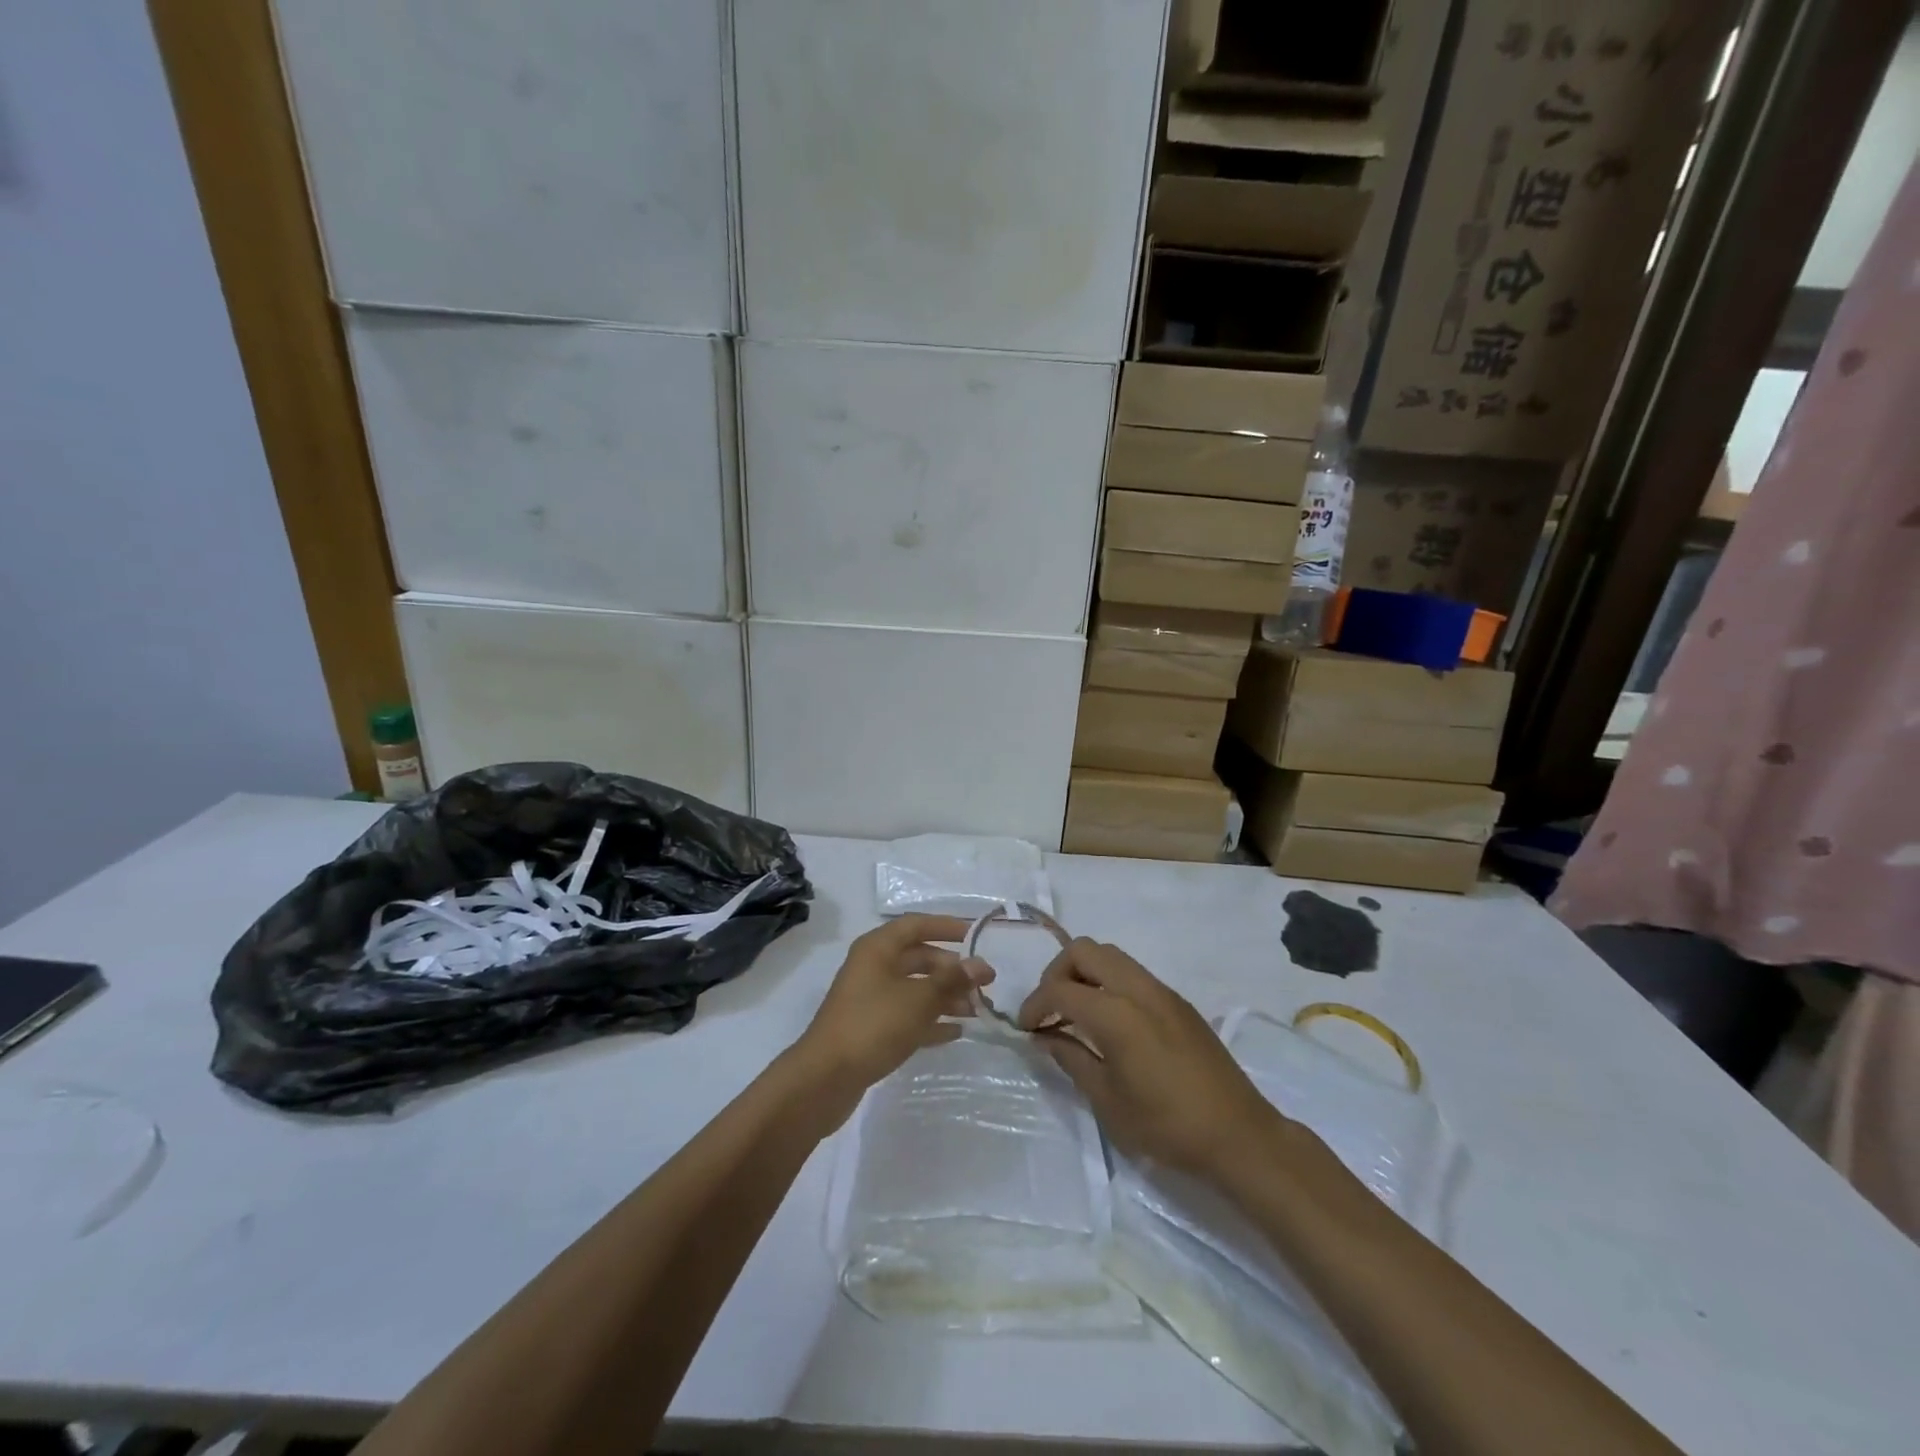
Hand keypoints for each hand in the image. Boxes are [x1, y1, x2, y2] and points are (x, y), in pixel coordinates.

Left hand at [790, 914, 991, 1118]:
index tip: (977, 936)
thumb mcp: (918, 1000)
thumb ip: (952, 980)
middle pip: (918, 958)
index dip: (947, 927)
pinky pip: (908, 1015)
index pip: (916, 925)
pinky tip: (957, 1032)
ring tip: (976, 1010)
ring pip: (915, 988)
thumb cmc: (873, 1025)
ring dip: (945, 996)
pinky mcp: (871, 1028)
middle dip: (951, 969)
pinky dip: (931, 1020)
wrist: (825, 1078)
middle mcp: (873, 967)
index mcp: (877, 948)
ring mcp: (870, 998)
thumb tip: (981, 965)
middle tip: (983, 984)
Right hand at [1017, 939, 1283, 1177]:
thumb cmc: (1167, 1125)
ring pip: (1111, 956)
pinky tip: (1110, 1023)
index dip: (1034, 1004)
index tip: (1025, 1029)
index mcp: (1117, 1013)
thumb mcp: (1107, 1101)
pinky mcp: (1178, 1002)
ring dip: (1084, 974)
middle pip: (1085, 950)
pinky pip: (1132, 973)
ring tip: (1076, 1015)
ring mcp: (1162, 991)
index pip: (1060, 989)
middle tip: (1050, 1010)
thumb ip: (1071, 1059)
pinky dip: (1109, 983)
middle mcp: (1138, 989)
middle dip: (1057, 973)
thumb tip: (1045, 1037)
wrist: (1239, 1135)